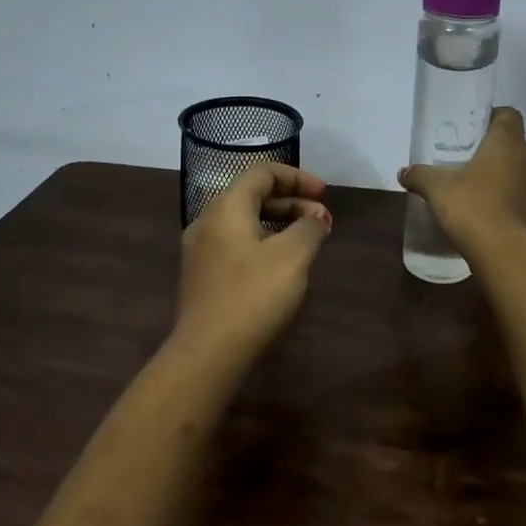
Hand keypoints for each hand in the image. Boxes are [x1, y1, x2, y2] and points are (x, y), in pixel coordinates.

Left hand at [174, 163, 331, 361]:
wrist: (208, 353)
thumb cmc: (253, 295)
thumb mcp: (292, 256)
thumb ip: (309, 228)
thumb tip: (316, 217)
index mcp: (226, 207)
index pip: (262, 172)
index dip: (297, 177)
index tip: (325, 194)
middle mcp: (208, 221)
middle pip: (253, 195)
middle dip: (292, 202)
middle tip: (322, 220)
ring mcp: (201, 250)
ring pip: (245, 222)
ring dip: (279, 224)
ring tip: (308, 242)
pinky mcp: (203, 277)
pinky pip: (237, 244)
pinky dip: (263, 242)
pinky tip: (282, 266)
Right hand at [398, 106, 525, 247]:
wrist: (507, 254)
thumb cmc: (473, 207)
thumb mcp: (437, 189)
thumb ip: (420, 175)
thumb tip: (404, 172)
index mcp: (509, 143)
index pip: (508, 115)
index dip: (493, 117)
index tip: (474, 129)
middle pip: (515, 146)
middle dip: (495, 152)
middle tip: (469, 162)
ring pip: (523, 174)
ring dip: (506, 179)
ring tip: (479, 192)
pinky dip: (512, 204)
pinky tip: (491, 217)